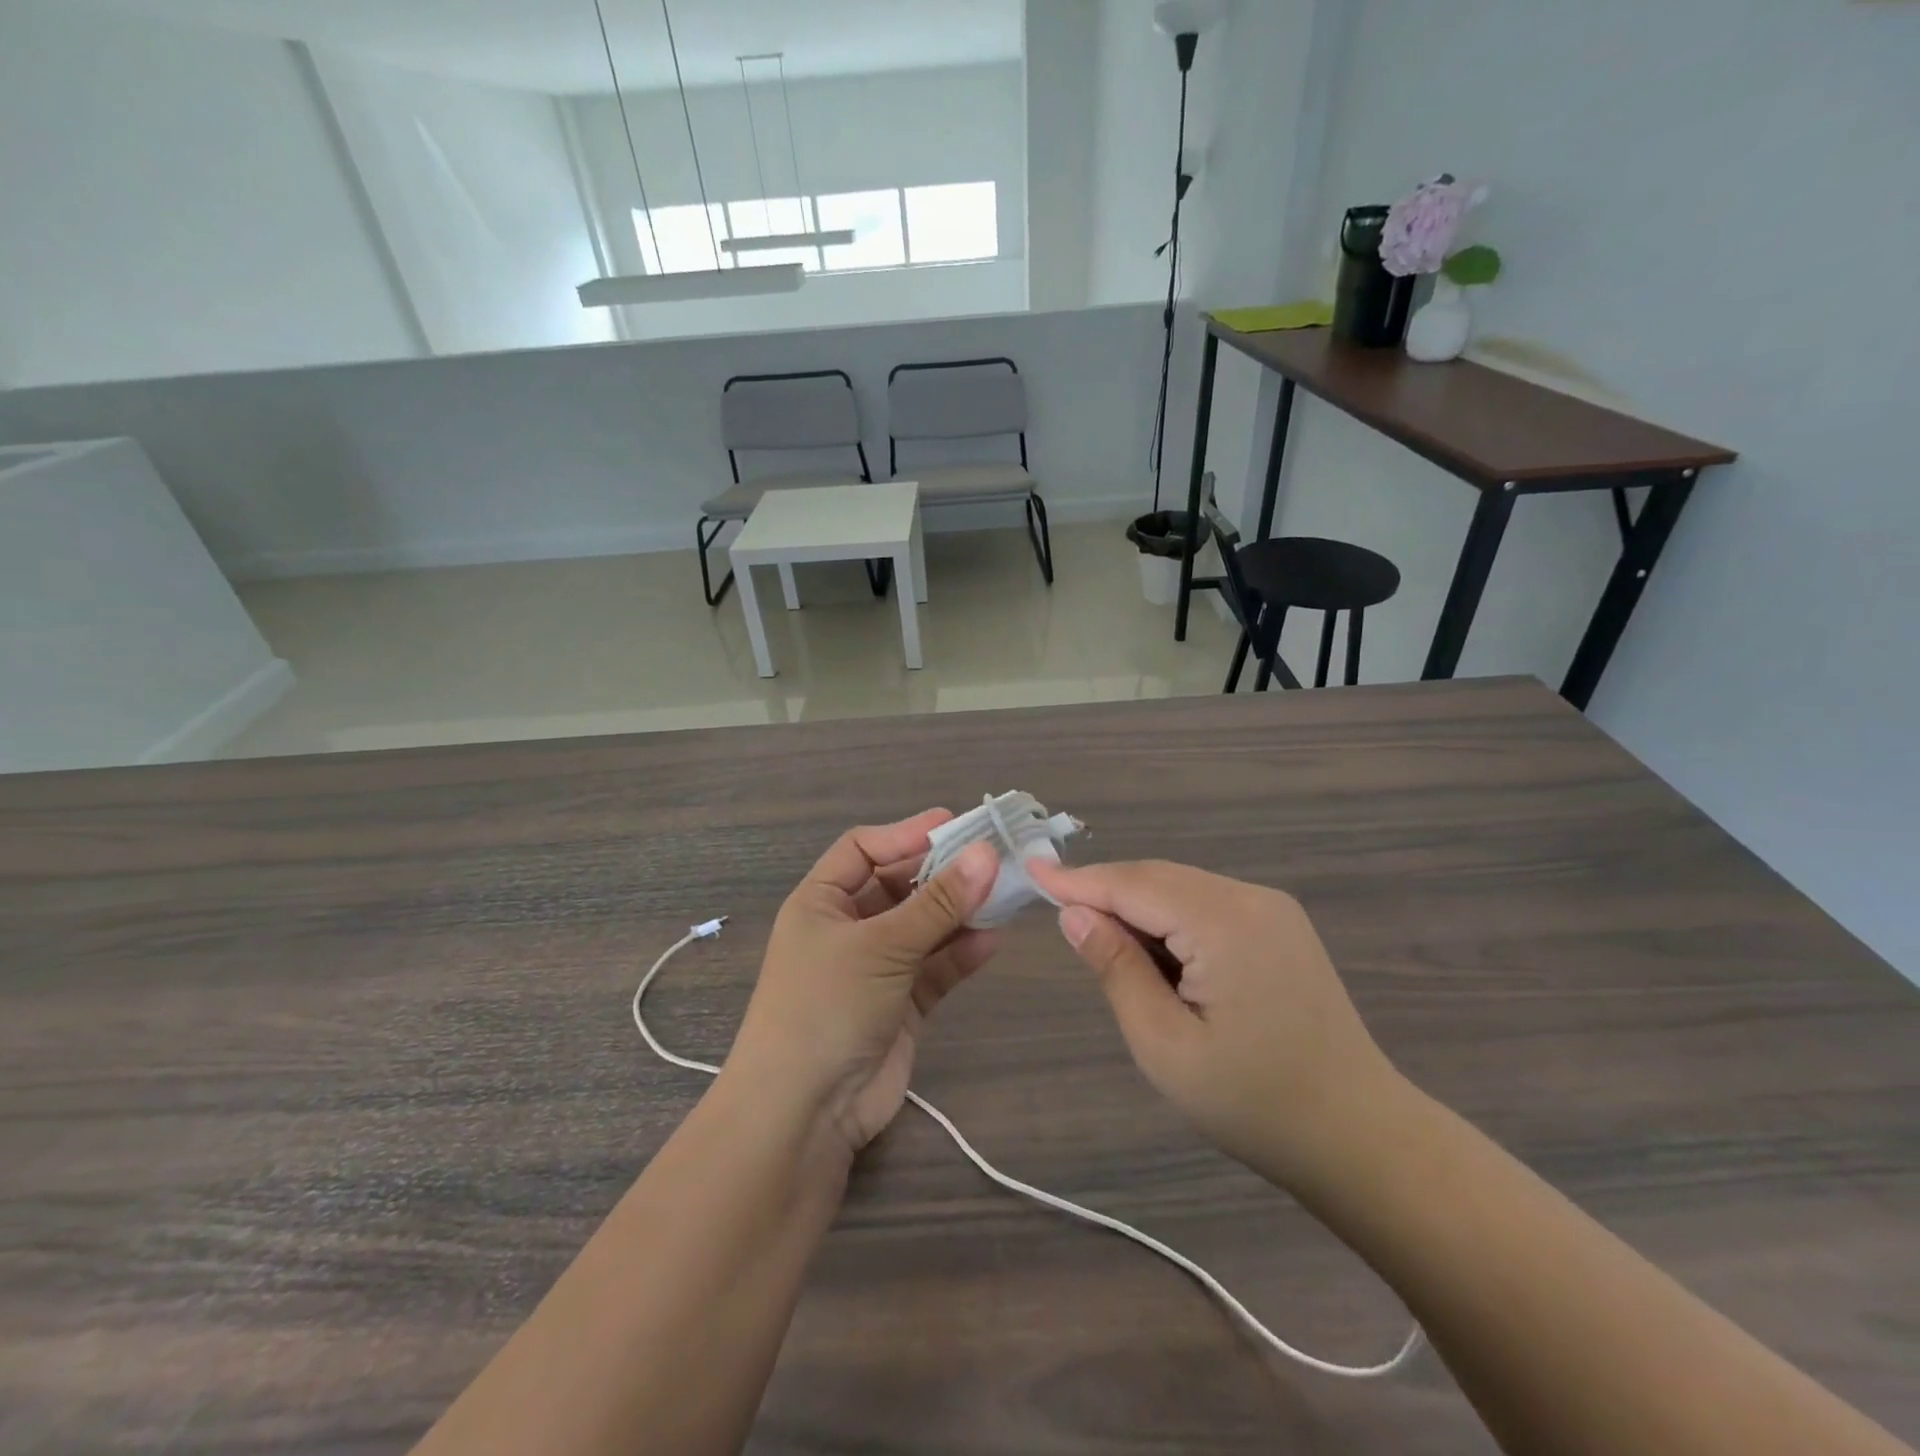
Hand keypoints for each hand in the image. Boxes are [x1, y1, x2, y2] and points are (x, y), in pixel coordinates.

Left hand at [729, 811, 999, 1158]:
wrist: (804, 1112)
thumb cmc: (827, 1005)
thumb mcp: (881, 945)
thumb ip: (937, 902)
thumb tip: (986, 854)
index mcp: (822, 902)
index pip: (864, 849)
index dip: (906, 834)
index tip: (955, 825)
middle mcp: (848, 929)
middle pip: (900, 886)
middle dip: (943, 874)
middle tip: (994, 859)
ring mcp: (876, 968)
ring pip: (924, 927)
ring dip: (959, 913)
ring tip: (1003, 896)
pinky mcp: (902, 1004)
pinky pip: (936, 968)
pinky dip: (960, 953)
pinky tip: (991, 940)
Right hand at [1026, 858, 1402, 1191]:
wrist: (1360, 1136)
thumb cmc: (1253, 1102)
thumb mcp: (1165, 1045)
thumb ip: (1116, 969)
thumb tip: (1075, 914)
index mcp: (1224, 923)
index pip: (1133, 885)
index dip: (1078, 880)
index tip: (1030, 872)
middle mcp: (1251, 898)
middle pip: (1157, 878)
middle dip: (1105, 892)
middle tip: (1055, 910)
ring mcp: (1272, 909)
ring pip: (1181, 887)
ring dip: (1137, 907)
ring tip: (1102, 941)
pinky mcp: (1280, 925)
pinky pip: (1206, 904)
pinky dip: (1169, 918)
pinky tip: (1154, 951)